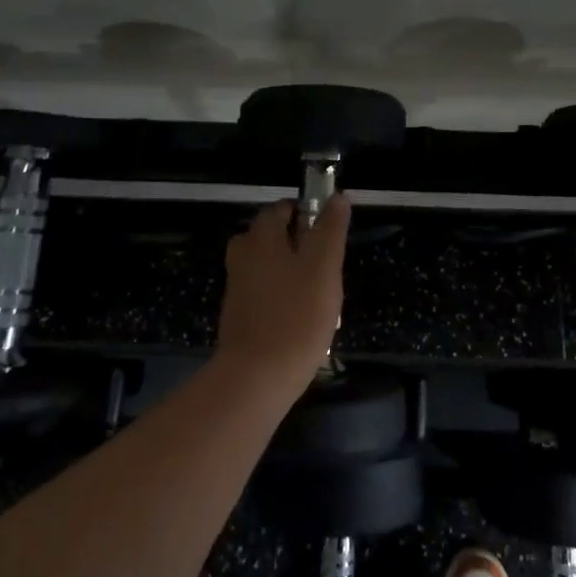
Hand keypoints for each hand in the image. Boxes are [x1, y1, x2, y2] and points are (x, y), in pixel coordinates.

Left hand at [215, 196, 348, 395]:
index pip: (282, 208)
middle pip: (273, 236)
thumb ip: (330, 229)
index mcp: (261, 237)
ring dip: (293, 273)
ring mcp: (238, 287)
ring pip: (270, 266)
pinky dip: (282, 297)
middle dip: (300, 245)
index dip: (307, 214)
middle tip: (327, 268)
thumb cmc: (296, 316)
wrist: (256, 379)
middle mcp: (243, 255)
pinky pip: (265, 293)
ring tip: (320, 296)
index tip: (329, 235)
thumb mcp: (324, 267)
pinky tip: (302, 320)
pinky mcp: (239, 315)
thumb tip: (337, 197)